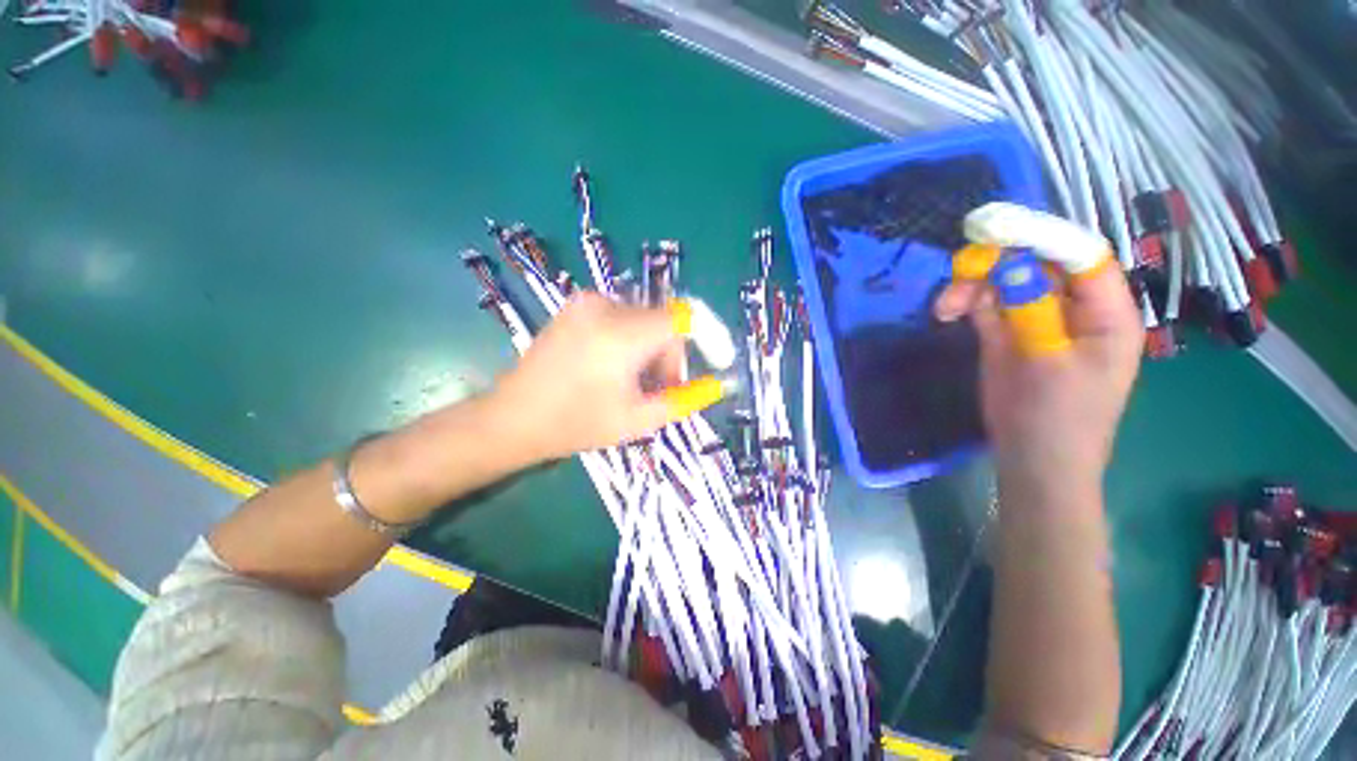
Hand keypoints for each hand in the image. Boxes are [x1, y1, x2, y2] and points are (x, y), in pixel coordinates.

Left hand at [487, 292, 710, 463]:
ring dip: (652, 350)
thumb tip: (718, 385)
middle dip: (671, 356)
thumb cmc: (577, 424)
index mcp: (621, 334)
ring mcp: (587, 302)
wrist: (514, 418)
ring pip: (645, 320)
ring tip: (636, 384)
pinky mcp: (577, 306)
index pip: (686, 317)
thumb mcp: (637, 419)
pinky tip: (616, 368)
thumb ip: (684, 400)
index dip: (711, 336)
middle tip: (662, 390)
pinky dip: (632, 341)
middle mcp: (606, 306)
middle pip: (664, 322)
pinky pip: (623, 317)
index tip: (720, 360)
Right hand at [935, 261, 1142, 496]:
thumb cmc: (1057, 419)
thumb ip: (1030, 310)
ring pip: (1005, 283)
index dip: (1043, 238)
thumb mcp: (1048, 362)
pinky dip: (965, 302)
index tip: (997, 230)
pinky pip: (986, 305)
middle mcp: (1073, 309)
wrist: (1031, 461)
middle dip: (996, 265)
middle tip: (958, 272)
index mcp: (1105, 313)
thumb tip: (1006, 265)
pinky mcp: (1007, 335)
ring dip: (972, 286)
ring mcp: (1036, 321)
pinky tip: (946, 311)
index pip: (1081, 258)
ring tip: (944, 306)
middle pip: (1037, 266)